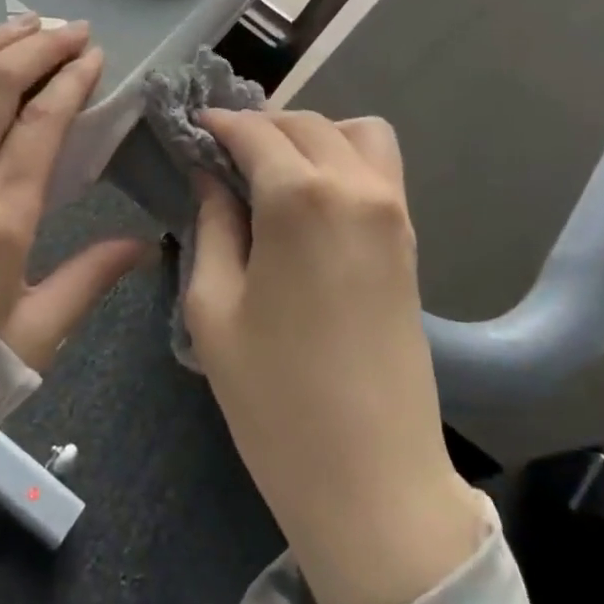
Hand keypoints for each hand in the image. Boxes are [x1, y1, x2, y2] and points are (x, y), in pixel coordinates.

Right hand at [188, 109, 487, 603]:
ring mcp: (395, 214)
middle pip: (307, 124)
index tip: (192, 128)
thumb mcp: (214, 308)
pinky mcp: (411, 243)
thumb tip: (211, 177)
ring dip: (313, 136)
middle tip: (222, 155)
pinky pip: (380, 171)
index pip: (255, 132)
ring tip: (273, 173)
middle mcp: (357, 189)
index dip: (219, 124)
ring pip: (358, 134)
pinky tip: (308, 201)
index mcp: (301, 199)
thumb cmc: (274, 398)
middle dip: (261, 125)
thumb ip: (212, 226)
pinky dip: (344, 161)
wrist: (372, 479)